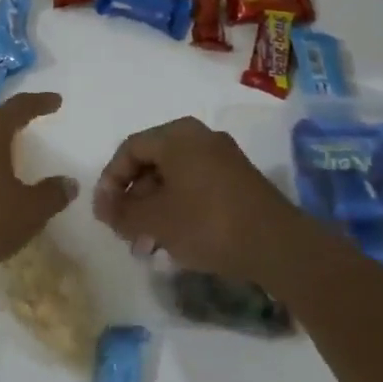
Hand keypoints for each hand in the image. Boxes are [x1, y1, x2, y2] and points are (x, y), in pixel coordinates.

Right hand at [92, 116, 298, 284]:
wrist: (279, 246)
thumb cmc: (208, 223)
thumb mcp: (155, 221)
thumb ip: (122, 213)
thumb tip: (103, 207)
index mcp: (176, 135)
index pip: (129, 149)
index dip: (110, 180)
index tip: (105, 213)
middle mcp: (200, 137)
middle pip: (153, 162)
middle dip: (134, 198)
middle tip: (125, 230)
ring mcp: (223, 158)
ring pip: (175, 178)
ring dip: (155, 208)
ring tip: (148, 243)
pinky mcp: (239, 181)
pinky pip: (197, 186)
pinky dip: (179, 208)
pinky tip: (176, 240)